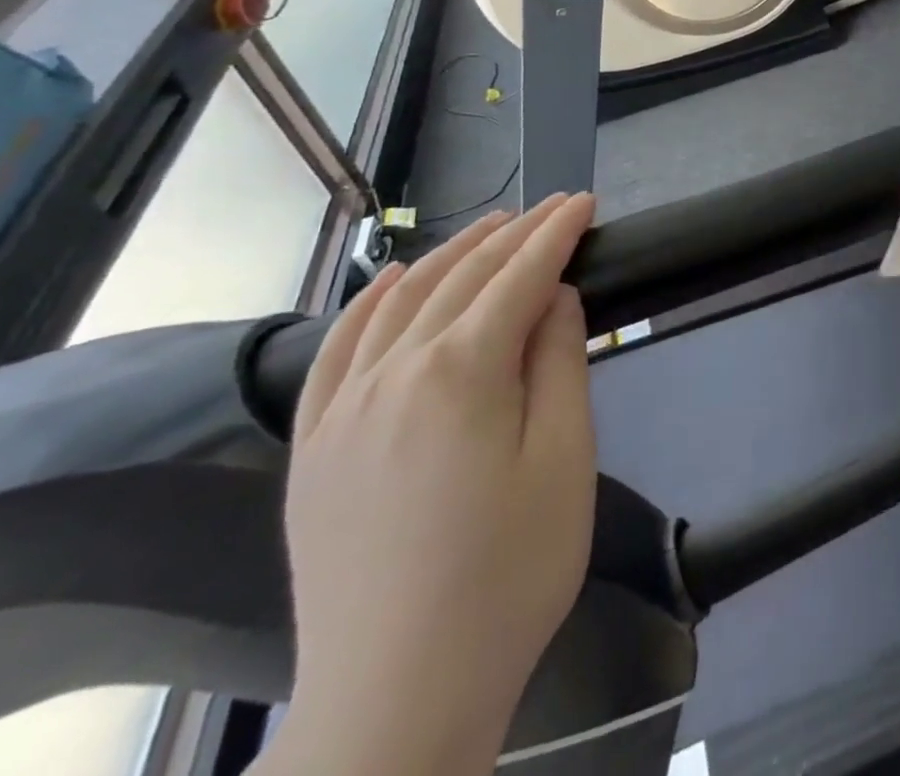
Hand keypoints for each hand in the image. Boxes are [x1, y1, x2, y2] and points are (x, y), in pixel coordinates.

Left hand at [277, 193, 597, 771]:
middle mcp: (393, 374)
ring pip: (399, 302)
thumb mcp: (564, 457)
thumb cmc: (510, 571)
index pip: (519, 277)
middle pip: (461, 279)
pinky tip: (392, 282)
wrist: (398, 696)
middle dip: (513, 234)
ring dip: (450, 255)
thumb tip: (554, 296)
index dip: (557, 234)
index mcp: (461, 373)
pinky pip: (336, 351)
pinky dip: (368, 303)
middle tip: (553, 208)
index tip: (585, 202)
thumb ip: (560, 362)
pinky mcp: (314, 449)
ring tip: (491, 227)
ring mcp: (342, 411)